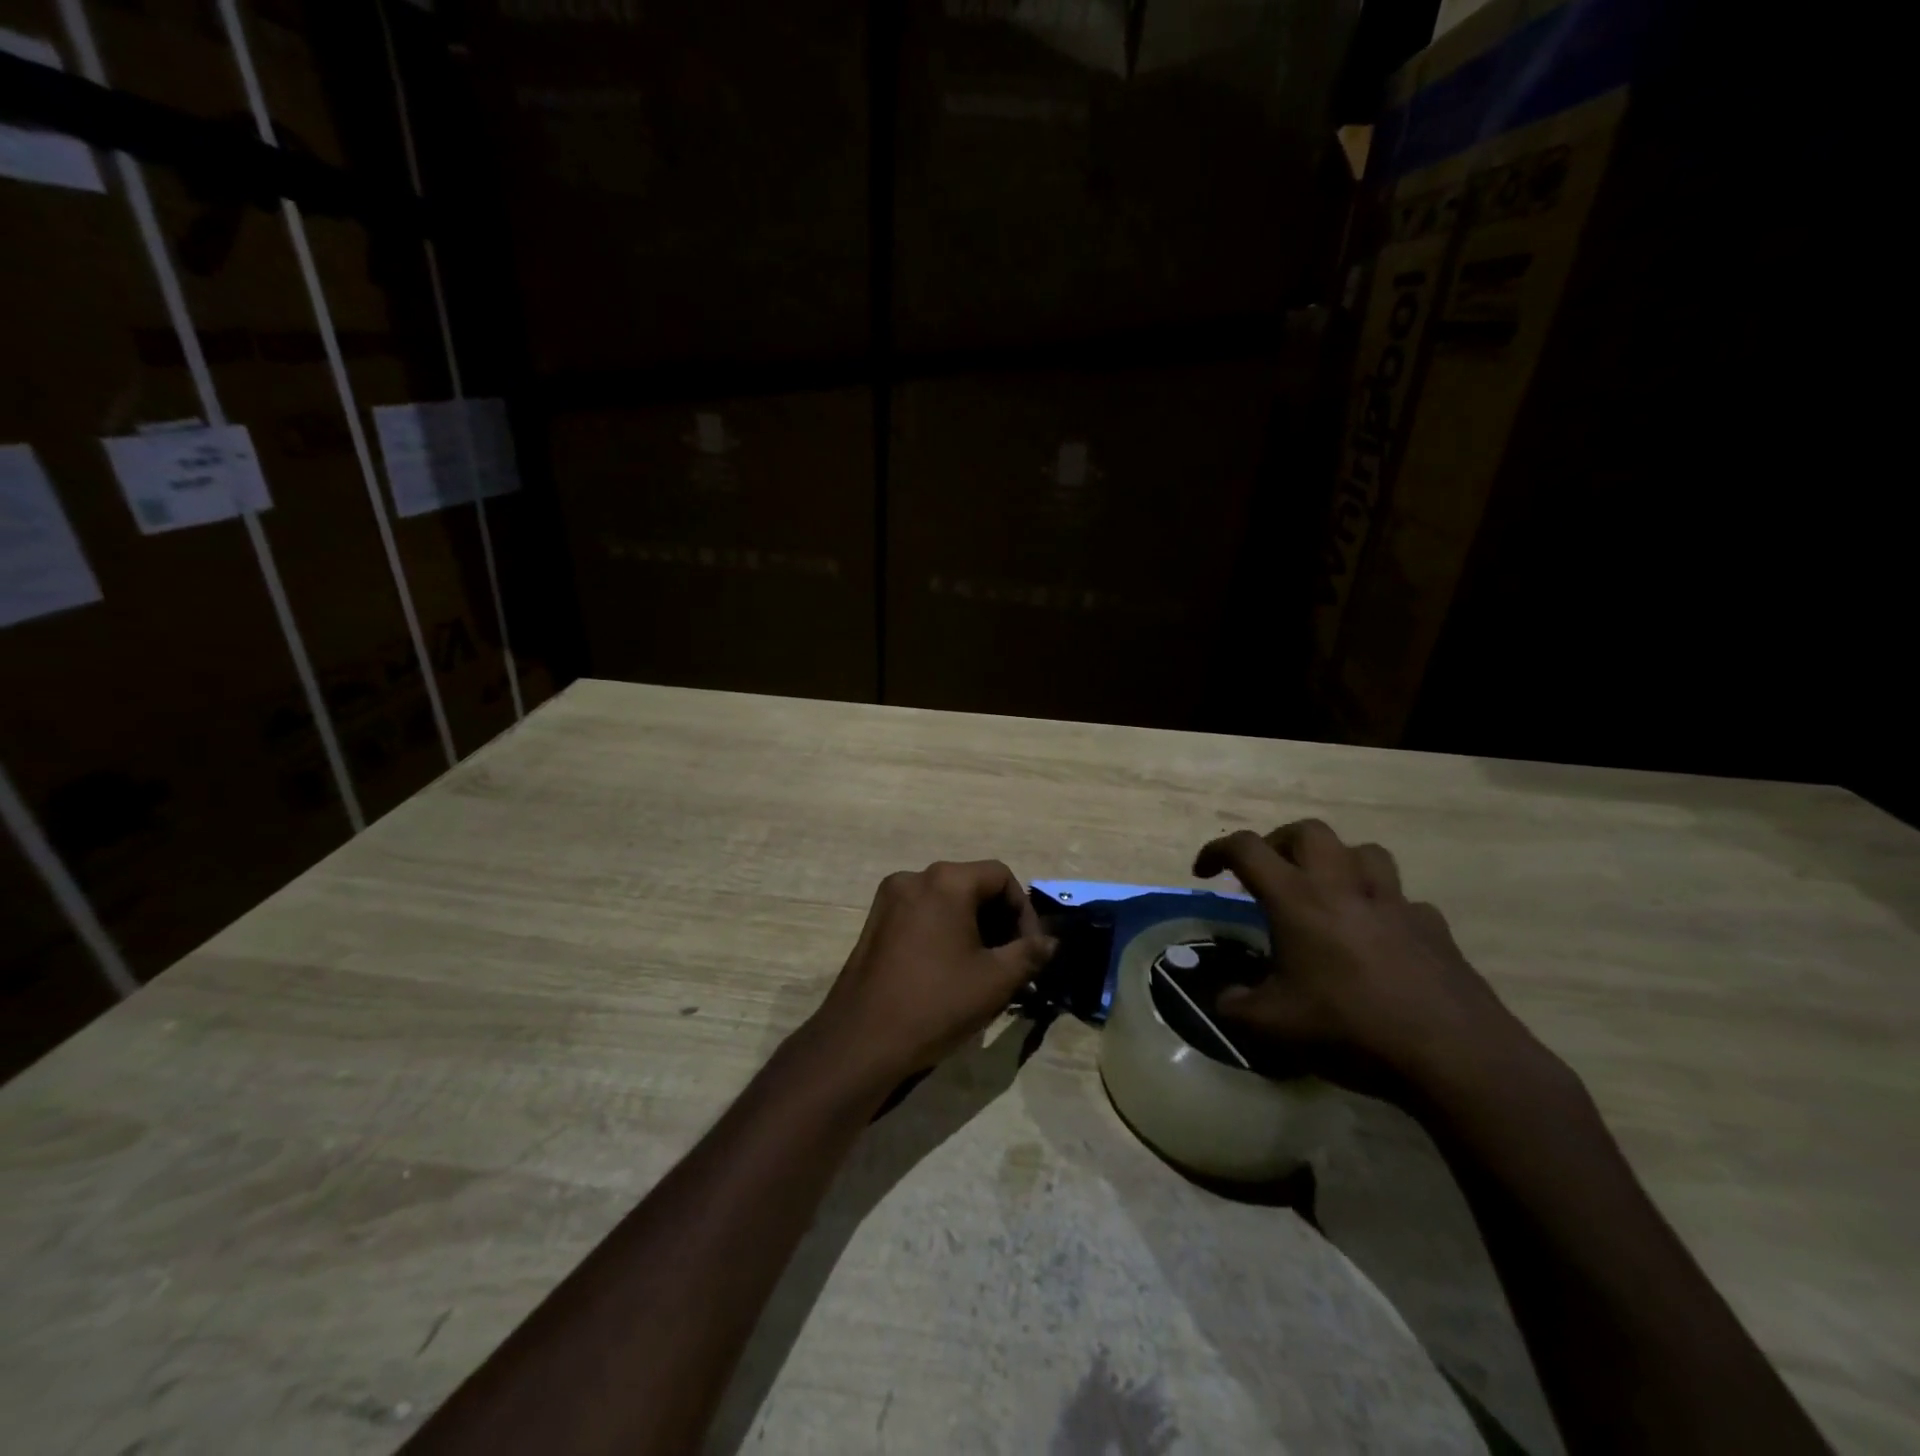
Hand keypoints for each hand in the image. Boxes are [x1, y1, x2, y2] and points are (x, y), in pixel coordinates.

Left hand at [805, 861, 1057, 1088]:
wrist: (862, 1041)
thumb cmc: (936, 1003)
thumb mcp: (996, 980)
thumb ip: (1030, 953)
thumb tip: (1051, 942)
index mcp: (946, 881)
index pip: (1001, 877)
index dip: (1024, 911)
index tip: (1031, 951)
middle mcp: (914, 878)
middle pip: (972, 886)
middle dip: (999, 921)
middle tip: (1013, 963)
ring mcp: (889, 899)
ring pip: (947, 902)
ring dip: (973, 929)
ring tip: (986, 971)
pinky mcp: (874, 923)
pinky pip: (922, 916)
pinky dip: (945, 933)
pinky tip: (951, 971)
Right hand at [1195, 821, 1547, 1105]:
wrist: (1455, 1057)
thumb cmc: (1351, 1030)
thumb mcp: (1273, 1026)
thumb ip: (1235, 1006)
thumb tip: (1223, 998)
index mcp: (1298, 900)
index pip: (1247, 850)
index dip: (1217, 851)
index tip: (1204, 872)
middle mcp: (1344, 887)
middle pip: (1309, 832)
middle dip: (1279, 841)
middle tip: (1269, 873)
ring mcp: (1395, 904)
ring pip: (1364, 852)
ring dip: (1337, 862)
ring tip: (1326, 893)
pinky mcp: (1434, 928)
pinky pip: (1403, 901)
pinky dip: (1382, 908)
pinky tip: (1378, 941)